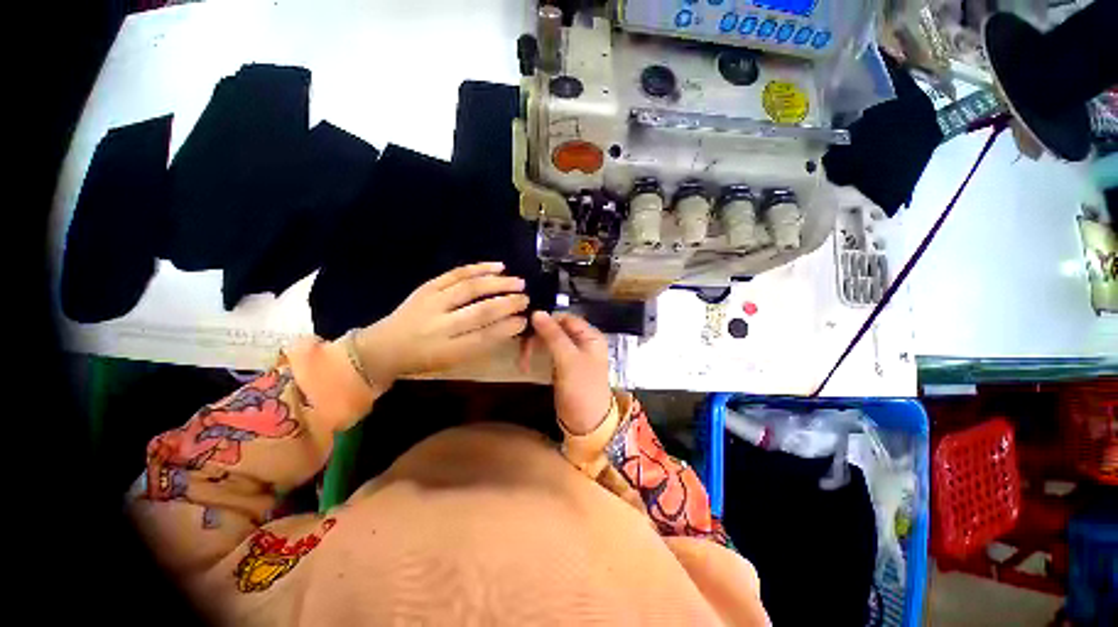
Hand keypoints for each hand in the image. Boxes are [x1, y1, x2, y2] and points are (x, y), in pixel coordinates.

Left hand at [354, 262, 528, 383]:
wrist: (383, 347)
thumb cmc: (425, 359)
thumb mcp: (453, 362)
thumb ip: (482, 345)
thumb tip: (511, 325)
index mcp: (447, 350)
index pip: (485, 337)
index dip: (507, 328)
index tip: (524, 320)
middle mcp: (440, 325)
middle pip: (480, 311)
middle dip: (508, 303)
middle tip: (526, 299)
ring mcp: (432, 302)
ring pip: (470, 288)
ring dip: (498, 283)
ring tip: (518, 281)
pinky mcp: (427, 287)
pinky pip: (456, 273)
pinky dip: (479, 268)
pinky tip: (498, 266)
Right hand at [520, 311, 612, 435]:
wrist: (587, 424)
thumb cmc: (582, 389)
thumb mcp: (568, 359)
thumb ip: (553, 335)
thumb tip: (537, 312)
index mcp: (590, 336)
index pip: (565, 318)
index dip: (547, 320)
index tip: (527, 328)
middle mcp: (582, 342)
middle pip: (556, 329)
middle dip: (538, 337)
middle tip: (523, 350)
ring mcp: (573, 355)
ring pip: (550, 341)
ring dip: (535, 347)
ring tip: (522, 361)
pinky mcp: (563, 367)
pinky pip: (548, 353)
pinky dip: (537, 356)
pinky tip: (527, 365)